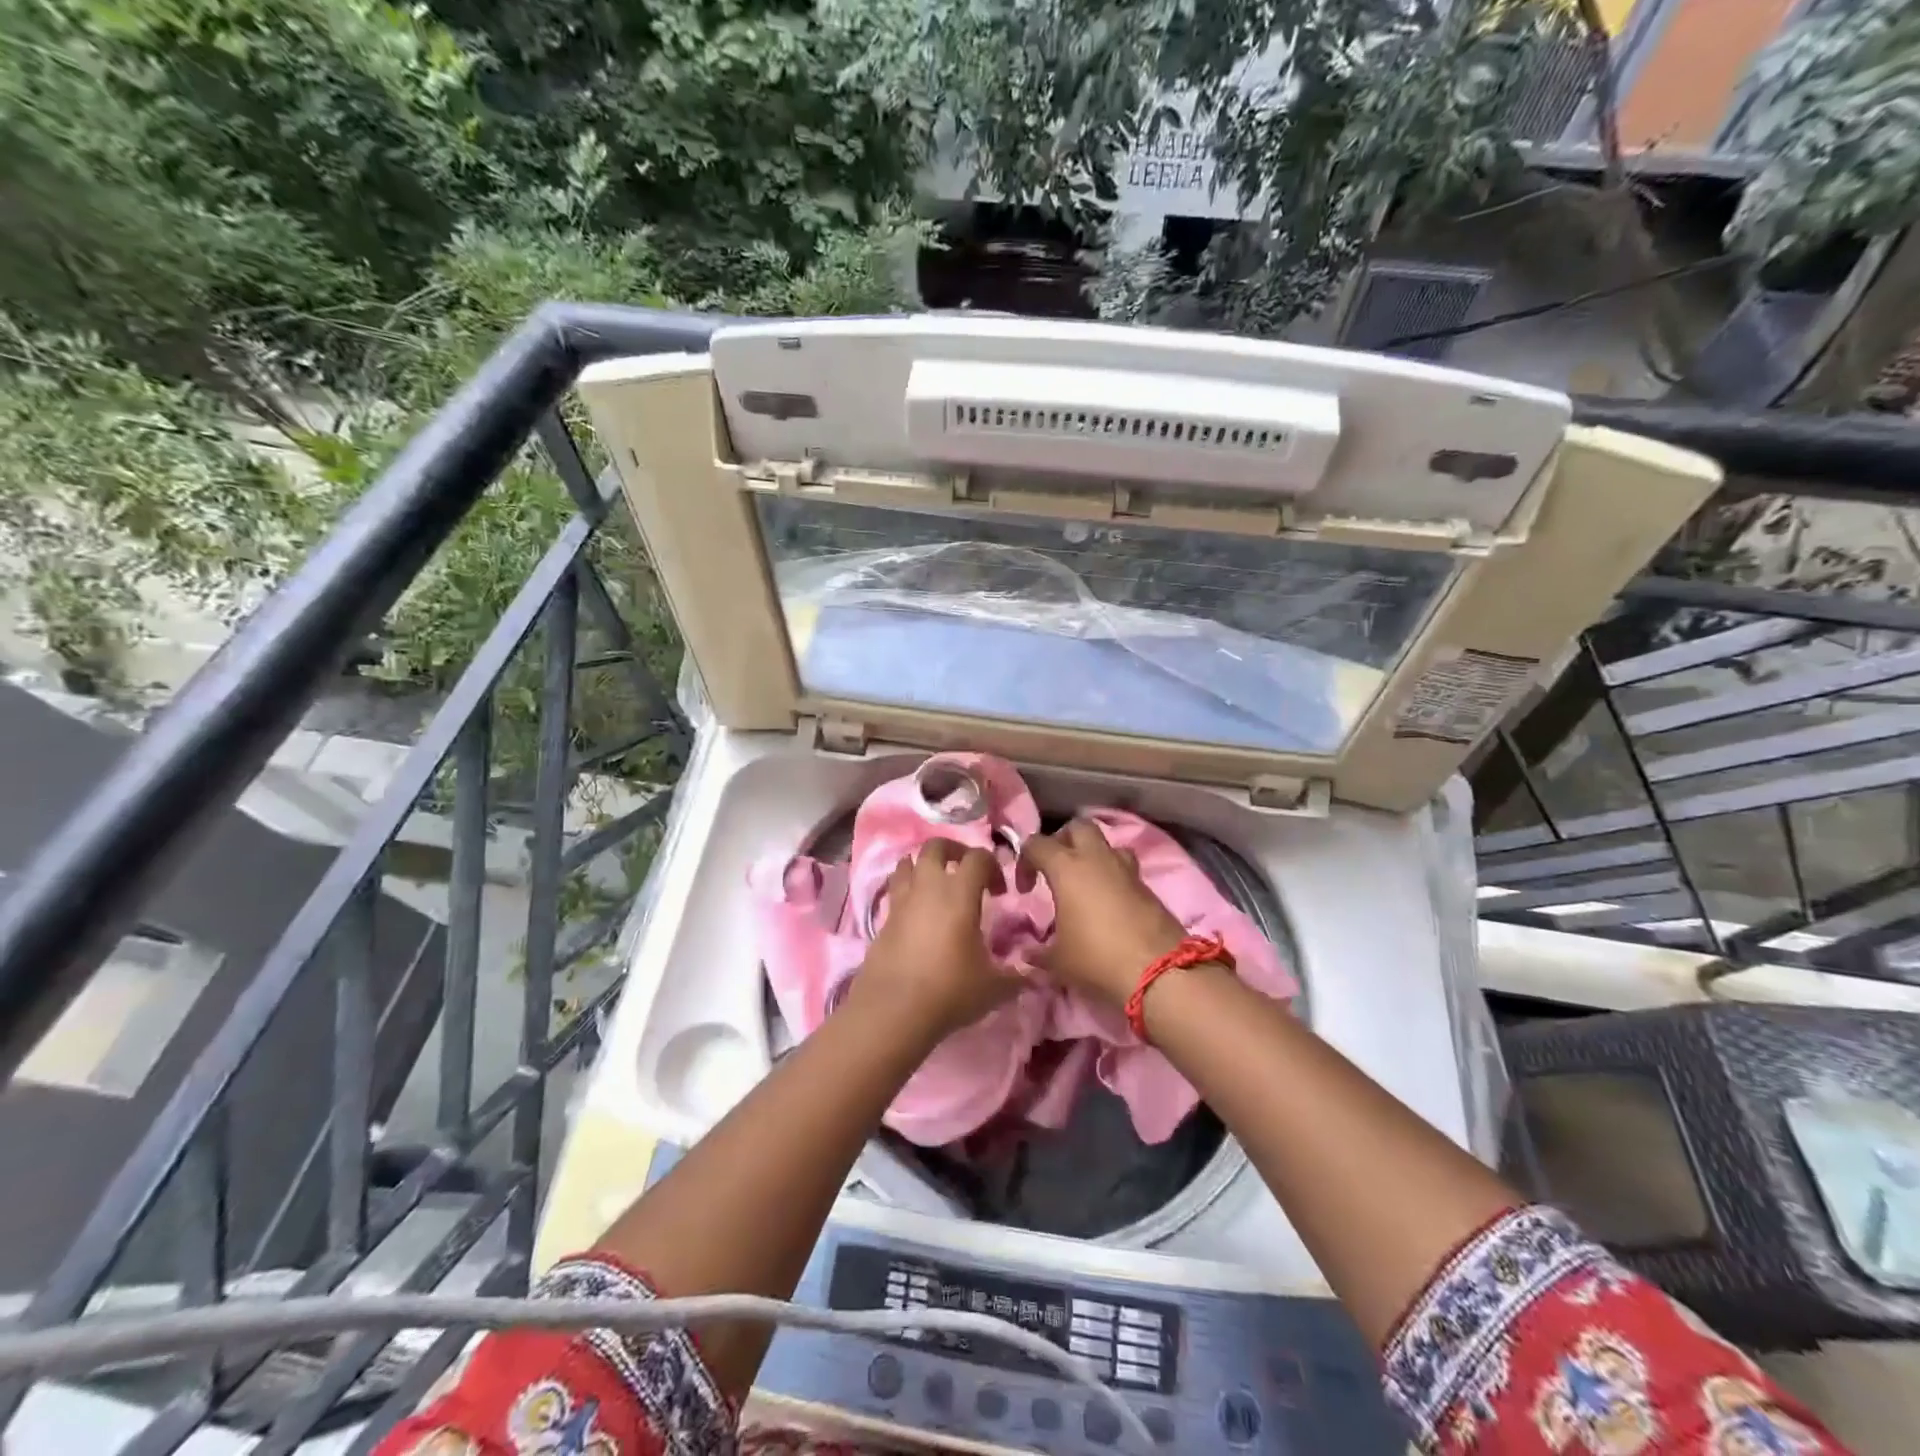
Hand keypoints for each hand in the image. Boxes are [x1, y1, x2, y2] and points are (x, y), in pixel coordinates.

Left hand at [851, 839, 1020, 1042]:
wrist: (894, 1011)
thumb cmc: (950, 991)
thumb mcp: (994, 987)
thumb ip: (1017, 976)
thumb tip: (1037, 975)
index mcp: (959, 894)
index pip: (977, 857)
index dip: (993, 866)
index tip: (1001, 891)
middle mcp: (928, 887)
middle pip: (936, 846)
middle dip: (954, 851)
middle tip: (967, 872)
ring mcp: (901, 901)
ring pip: (908, 863)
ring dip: (924, 866)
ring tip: (937, 886)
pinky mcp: (883, 919)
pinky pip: (895, 890)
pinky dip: (907, 890)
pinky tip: (918, 914)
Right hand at [1022, 819, 1188, 1006]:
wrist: (1159, 972)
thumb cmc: (1097, 958)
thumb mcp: (1058, 961)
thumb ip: (1039, 952)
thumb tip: (1029, 954)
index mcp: (1067, 868)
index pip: (1037, 843)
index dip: (1025, 860)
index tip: (1025, 888)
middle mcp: (1097, 859)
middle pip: (1078, 826)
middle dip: (1064, 840)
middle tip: (1057, 868)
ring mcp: (1127, 870)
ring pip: (1107, 845)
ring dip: (1094, 856)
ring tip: (1086, 883)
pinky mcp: (1148, 887)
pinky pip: (1125, 870)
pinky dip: (1113, 878)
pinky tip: (1108, 905)